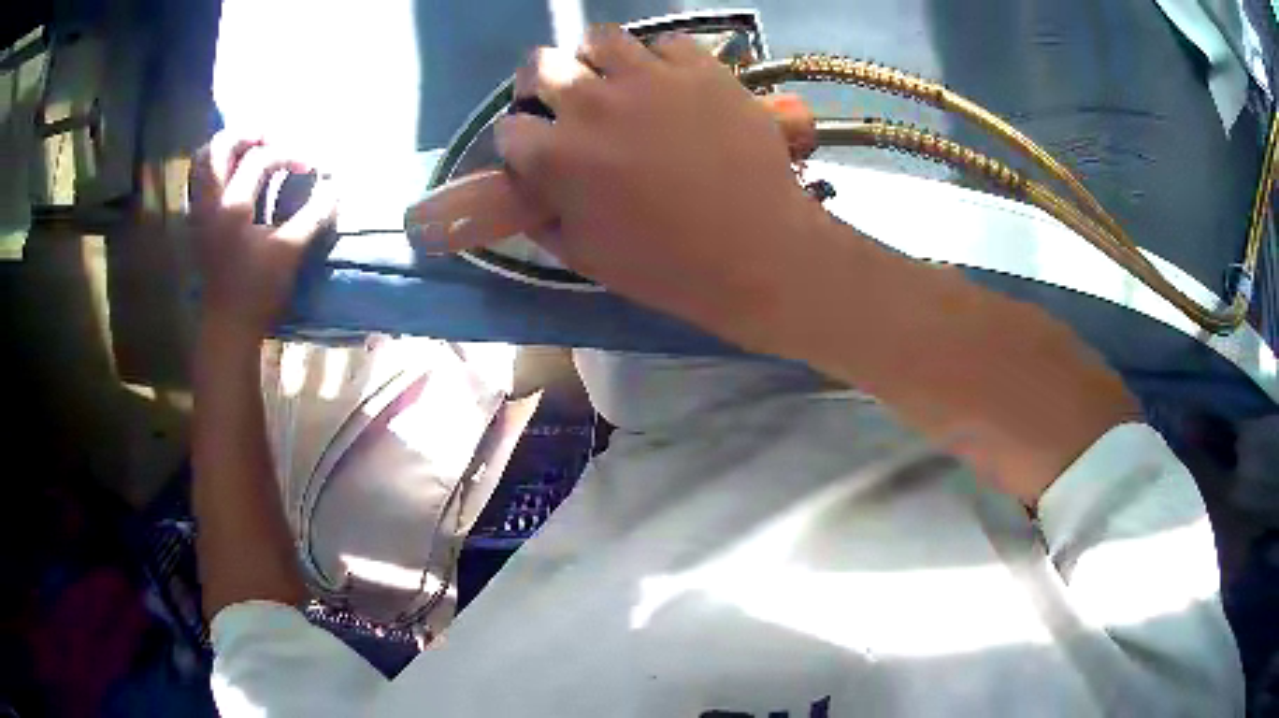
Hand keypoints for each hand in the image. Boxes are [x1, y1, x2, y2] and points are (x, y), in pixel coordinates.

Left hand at [189, 132, 335, 340]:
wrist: (227, 327)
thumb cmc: (257, 292)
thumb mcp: (290, 252)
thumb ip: (313, 214)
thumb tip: (336, 186)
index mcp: (232, 207)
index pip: (260, 159)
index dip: (290, 154)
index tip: (311, 165)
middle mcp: (210, 202)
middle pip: (221, 145)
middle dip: (250, 134)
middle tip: (274, 138)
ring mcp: (199, 211)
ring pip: (203, 159)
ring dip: (228, 146)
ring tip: (251, 148)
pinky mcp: (197, 221)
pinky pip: (199, 179)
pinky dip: (216, 165)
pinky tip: (233, 170)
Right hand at [492, 26, 827, 338]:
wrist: (755, 251)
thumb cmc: (666, 265)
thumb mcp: (584, 256)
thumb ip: (542, 217)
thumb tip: (527, 189)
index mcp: (557, 156)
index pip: (509, 128)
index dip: (520, 141)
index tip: (537, 150)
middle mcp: (592, 103)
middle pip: (541, 64)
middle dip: (542, 83)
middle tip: (567, 101)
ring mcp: (649, 78)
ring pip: (600, 38)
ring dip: (598, 59)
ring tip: (617, 80)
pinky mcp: (699, 69)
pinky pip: (667, 43)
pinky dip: (662, 60)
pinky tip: (672, 84)